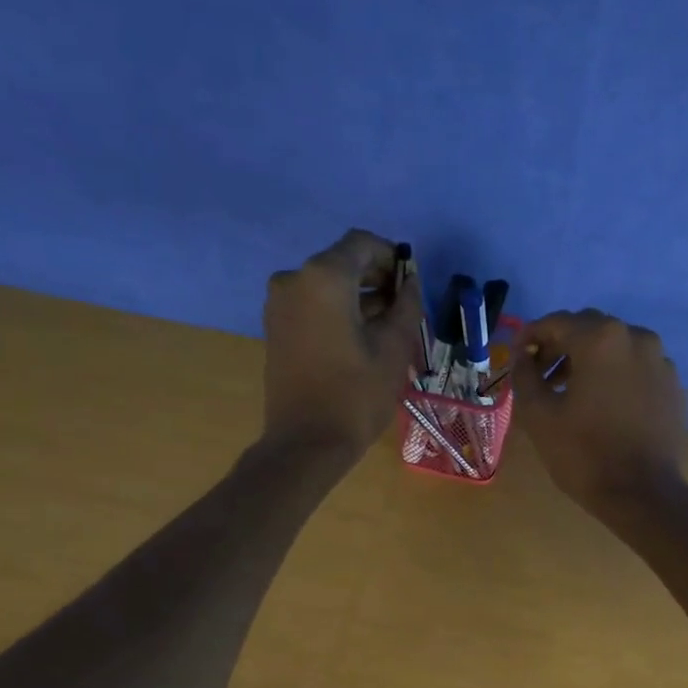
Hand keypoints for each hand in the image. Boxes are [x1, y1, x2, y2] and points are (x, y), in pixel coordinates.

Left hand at [262, 229, 424, 460]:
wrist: (306, 443)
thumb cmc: (356, 395)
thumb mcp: (394, 349)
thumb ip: (406, 306)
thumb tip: (410, 283)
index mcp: (324, 277)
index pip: (362, 244)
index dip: (391, 257)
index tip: (411, 283)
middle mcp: (294, 279)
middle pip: (342, 263)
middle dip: (375, 279)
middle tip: (403, 308)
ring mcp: (279, 305)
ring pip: (327, 286)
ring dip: (357, 298)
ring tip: (386, 329)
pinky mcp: (275, 329)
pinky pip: (312, 306)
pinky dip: (337, 312)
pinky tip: (359, 340)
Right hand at [512, 309, 687, 513]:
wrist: (644, 495)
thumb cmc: (585, 455)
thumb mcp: (539, 416)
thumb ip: (524, 376)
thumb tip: (522, 355)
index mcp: (601, 339)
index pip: (556, 322)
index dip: (531, 337)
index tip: (518, 357)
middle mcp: (637, 338)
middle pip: (590, 330)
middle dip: (562, 347)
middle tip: (543, 376)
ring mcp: (661, 362)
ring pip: (617, 349)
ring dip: (590, 362)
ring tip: (573, 394)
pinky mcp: (674, 387)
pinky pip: (638, 371)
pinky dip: (617, 379)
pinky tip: (606, 409)